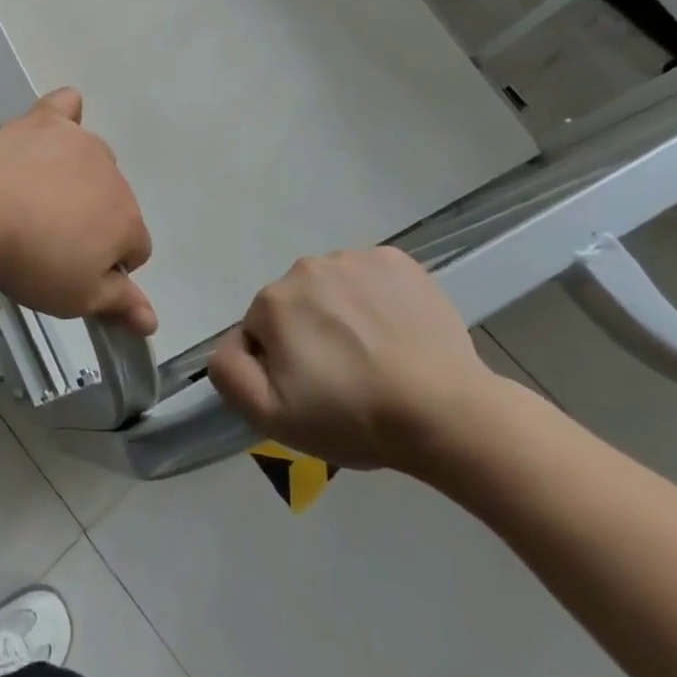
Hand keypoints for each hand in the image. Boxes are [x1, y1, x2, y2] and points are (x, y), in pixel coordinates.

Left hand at [0, 88, 155, 335]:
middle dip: (92, 222)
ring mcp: (81, 143)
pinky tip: (52, 130)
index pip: (136, 250)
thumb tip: (152, 320)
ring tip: (34, 197)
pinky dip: (65, 119)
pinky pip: (68, 108)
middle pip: (114, 204)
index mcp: (127, 221)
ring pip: (93, 164)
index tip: (74, 272)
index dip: (109, 267)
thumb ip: (118, 304)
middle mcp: (114, 176)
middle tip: (47, 241)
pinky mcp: (48, 120)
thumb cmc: (30, 258)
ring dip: (76, 179)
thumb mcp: (75, 297)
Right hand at [206, 248, 505, 472]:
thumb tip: (231, 343)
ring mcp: (355, 258)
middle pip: (296, 304)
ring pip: (333, 288)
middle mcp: (306, 267)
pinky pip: (371, 277)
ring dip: (343, 314)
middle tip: (345, 378)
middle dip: (310, 334)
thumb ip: (229, 373)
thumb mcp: (272, 417)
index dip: (282, 364)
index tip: (313, 392)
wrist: (447, 413)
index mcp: (273, 301)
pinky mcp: (397, 261)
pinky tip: (398, 332)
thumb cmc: (354, 417)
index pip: (262, 330)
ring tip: (377, 357)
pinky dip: (377, 298)